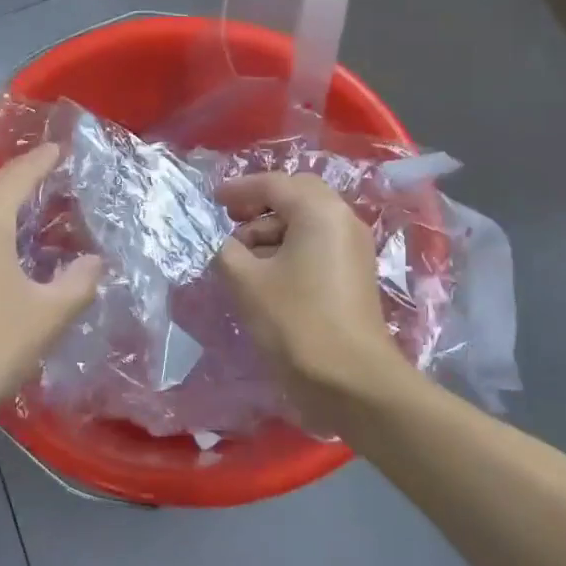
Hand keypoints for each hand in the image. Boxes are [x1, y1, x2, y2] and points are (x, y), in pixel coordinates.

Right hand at [214, 173, 424, 427]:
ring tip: (241, 256)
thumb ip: (225, 250)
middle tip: (229, 221)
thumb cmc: (296, 322)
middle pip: (296, 196)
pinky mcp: (355, 273)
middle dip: (259, 205)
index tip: (211, 200)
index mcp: (319, 211)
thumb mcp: (246, 282)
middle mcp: (342, 219)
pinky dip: (289, 247)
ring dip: (272, 229)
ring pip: (307, 221)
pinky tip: (265, 273)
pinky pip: (317, 243)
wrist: (352, 381)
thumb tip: (220, 242)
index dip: (238, 190)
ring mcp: (353, 247)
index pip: (273, 184)